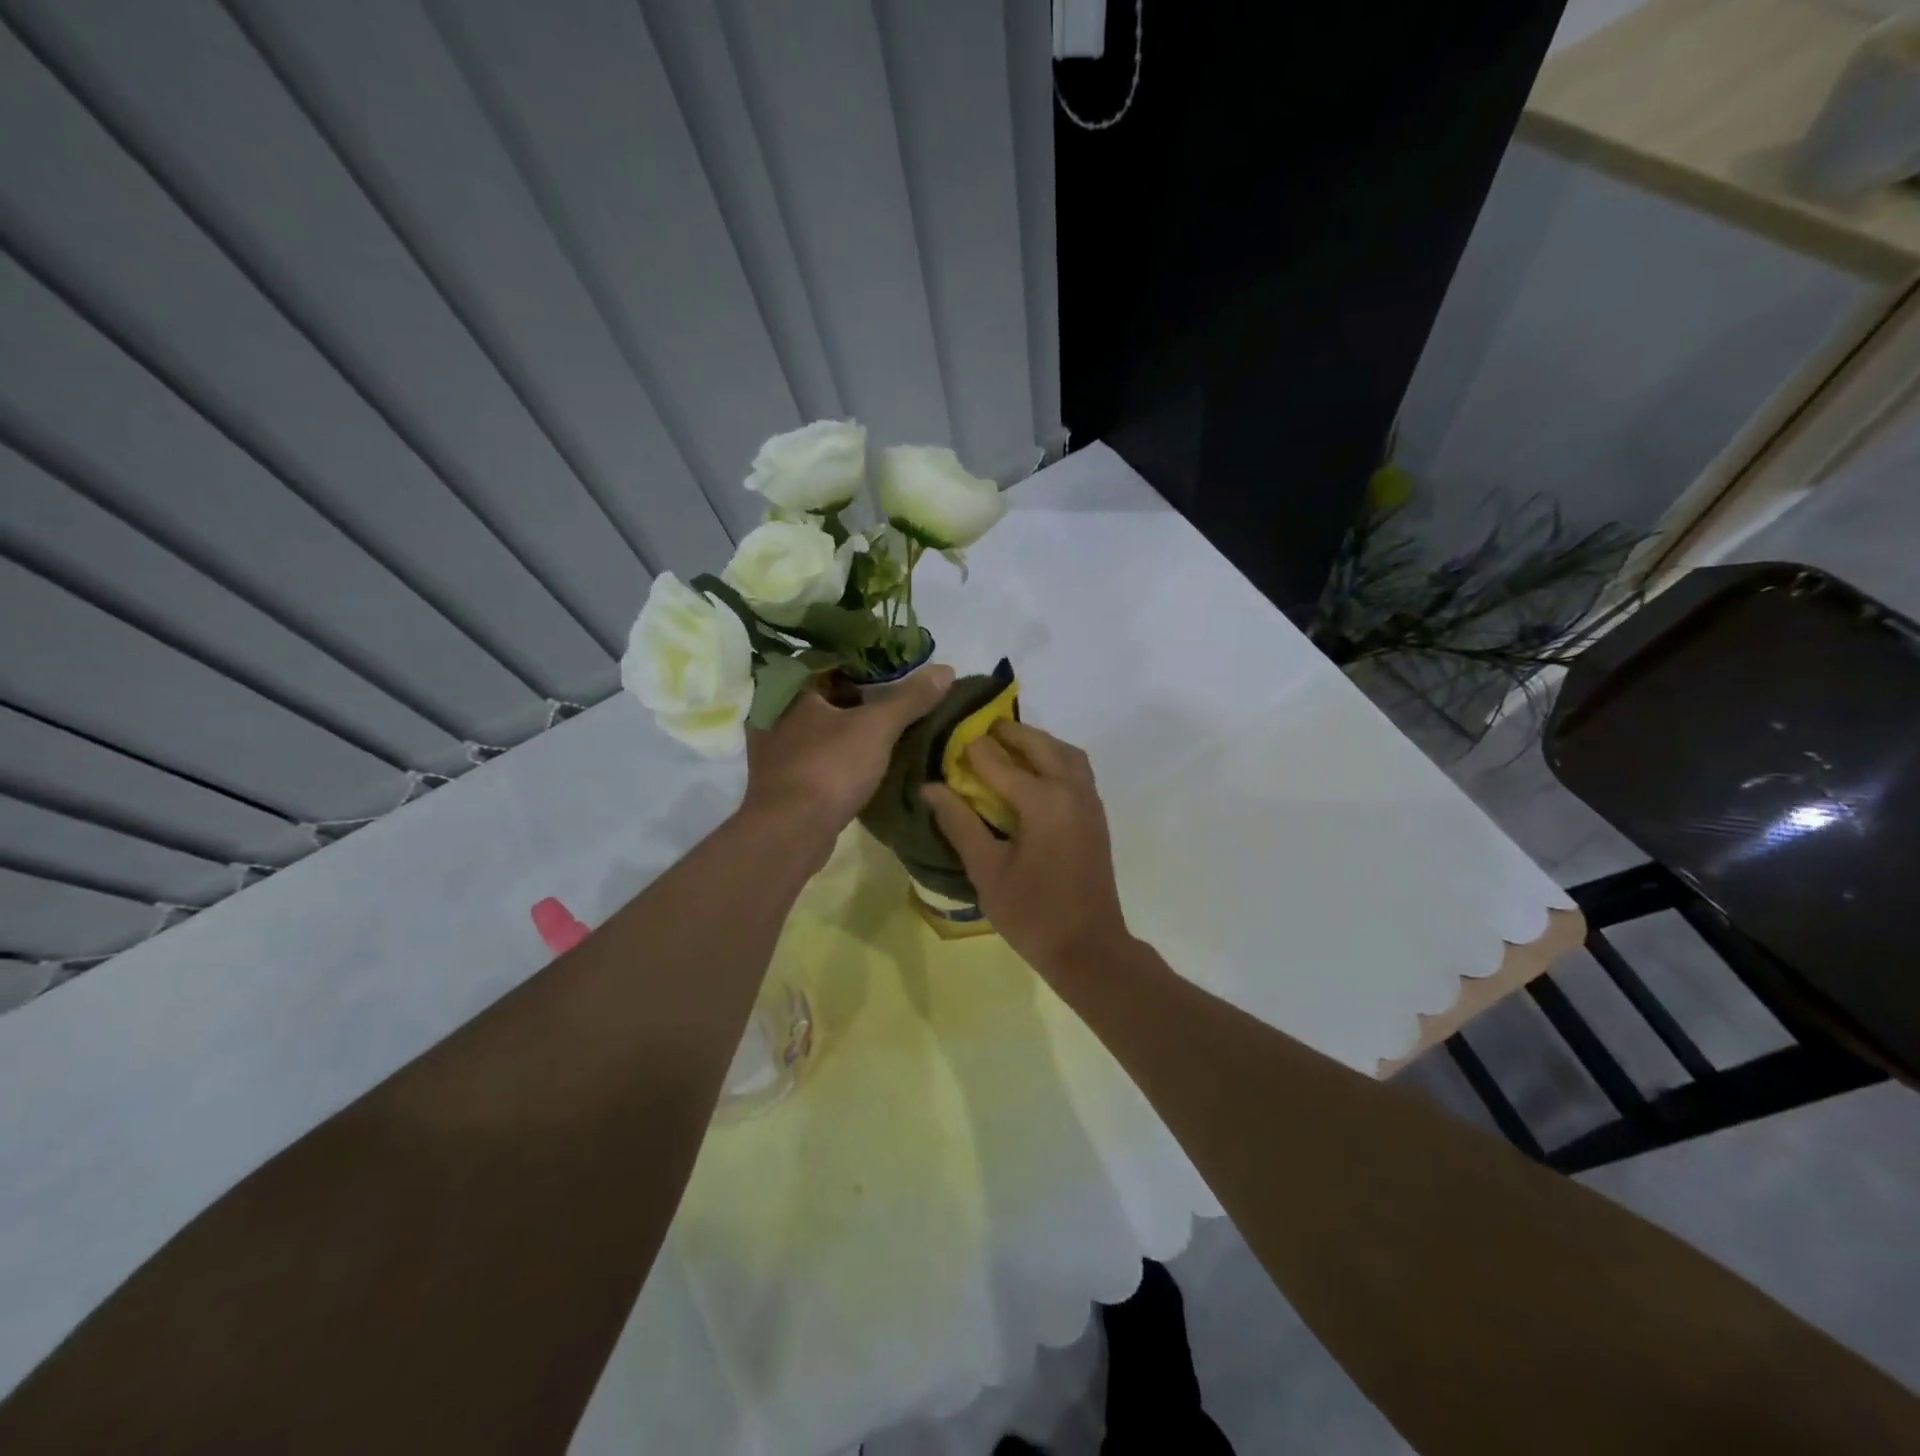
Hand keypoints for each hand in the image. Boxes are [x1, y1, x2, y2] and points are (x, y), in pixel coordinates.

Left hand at [740, 665, 955, 857]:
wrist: (791, 832)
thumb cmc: (829, 767)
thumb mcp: (877, 727)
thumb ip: (910, 697)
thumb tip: (946, 669)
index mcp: (791, 690)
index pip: (829, 661)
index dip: (864, 661)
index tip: (896, 666)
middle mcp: (776, 714)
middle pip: (826, 694)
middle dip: (860, 695)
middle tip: (899, 694)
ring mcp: (776, 749)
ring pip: (821, 726)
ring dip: (850, 725)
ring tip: (888, 724)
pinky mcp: (784, 779)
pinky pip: (819, 754)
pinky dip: (841, 752)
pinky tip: (866, 757)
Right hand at [922, 721, 1130, 975]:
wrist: (1089, 948)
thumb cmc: (1032, 913)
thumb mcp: (986, 870)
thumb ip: (959, 824)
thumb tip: (930, 788)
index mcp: (1043, 801)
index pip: (998, 761)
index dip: (970, 749)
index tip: (947, 740)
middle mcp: (1071, 790)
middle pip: (1039, 744)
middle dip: (1008, 733)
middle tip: (978, 732)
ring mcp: (1089, 801)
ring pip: (1064, 752)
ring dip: (1036, 742)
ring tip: (1006, 748)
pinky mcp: (1096, 815)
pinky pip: (1076, 769)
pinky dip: (1054, 758)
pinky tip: (1032, 775)